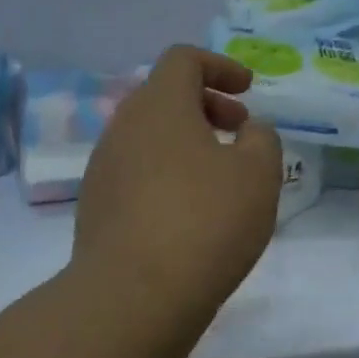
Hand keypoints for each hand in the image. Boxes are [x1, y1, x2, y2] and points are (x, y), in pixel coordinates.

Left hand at [71, 46, 283, 334]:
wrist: (133, 298)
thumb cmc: (205, 221)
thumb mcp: (258, 173)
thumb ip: (262, 139)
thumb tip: (248, 132)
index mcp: (159, 105)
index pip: (183, 59)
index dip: (220, 66)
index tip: (248, 90)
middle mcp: (123, 127)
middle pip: (164, 96)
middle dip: (207, 104)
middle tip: (240, 130)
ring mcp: (103, 168)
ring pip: (150, 136)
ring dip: (188, 141)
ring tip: (221, 176)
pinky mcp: (96, 208)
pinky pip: (137, 171)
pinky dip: (168, 173)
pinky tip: (192, 212)